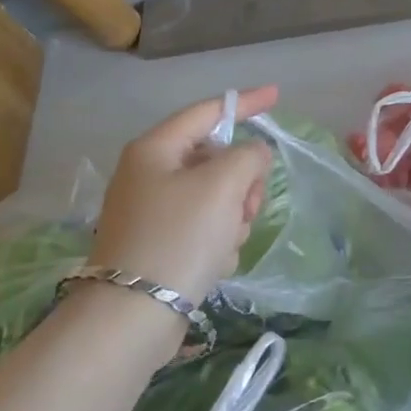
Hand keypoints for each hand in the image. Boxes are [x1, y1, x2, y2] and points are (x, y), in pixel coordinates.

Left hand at [89, 87, 278, 299]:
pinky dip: (217, 241)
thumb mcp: (222, 185)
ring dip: (233, 217)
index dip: (244, 103)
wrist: (134, 315)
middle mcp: (149, 175)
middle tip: (249, 206)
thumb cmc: (179, 237)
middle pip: (216, 160)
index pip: (207, 112)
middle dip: (242, 182)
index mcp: (156, 149)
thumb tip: (253, 156)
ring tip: (227, 242)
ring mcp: (153, 212)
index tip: (276, 95)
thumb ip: (248, 156)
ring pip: (216, 197)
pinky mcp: (160, 245)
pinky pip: (204, 228)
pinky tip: (214, 263)